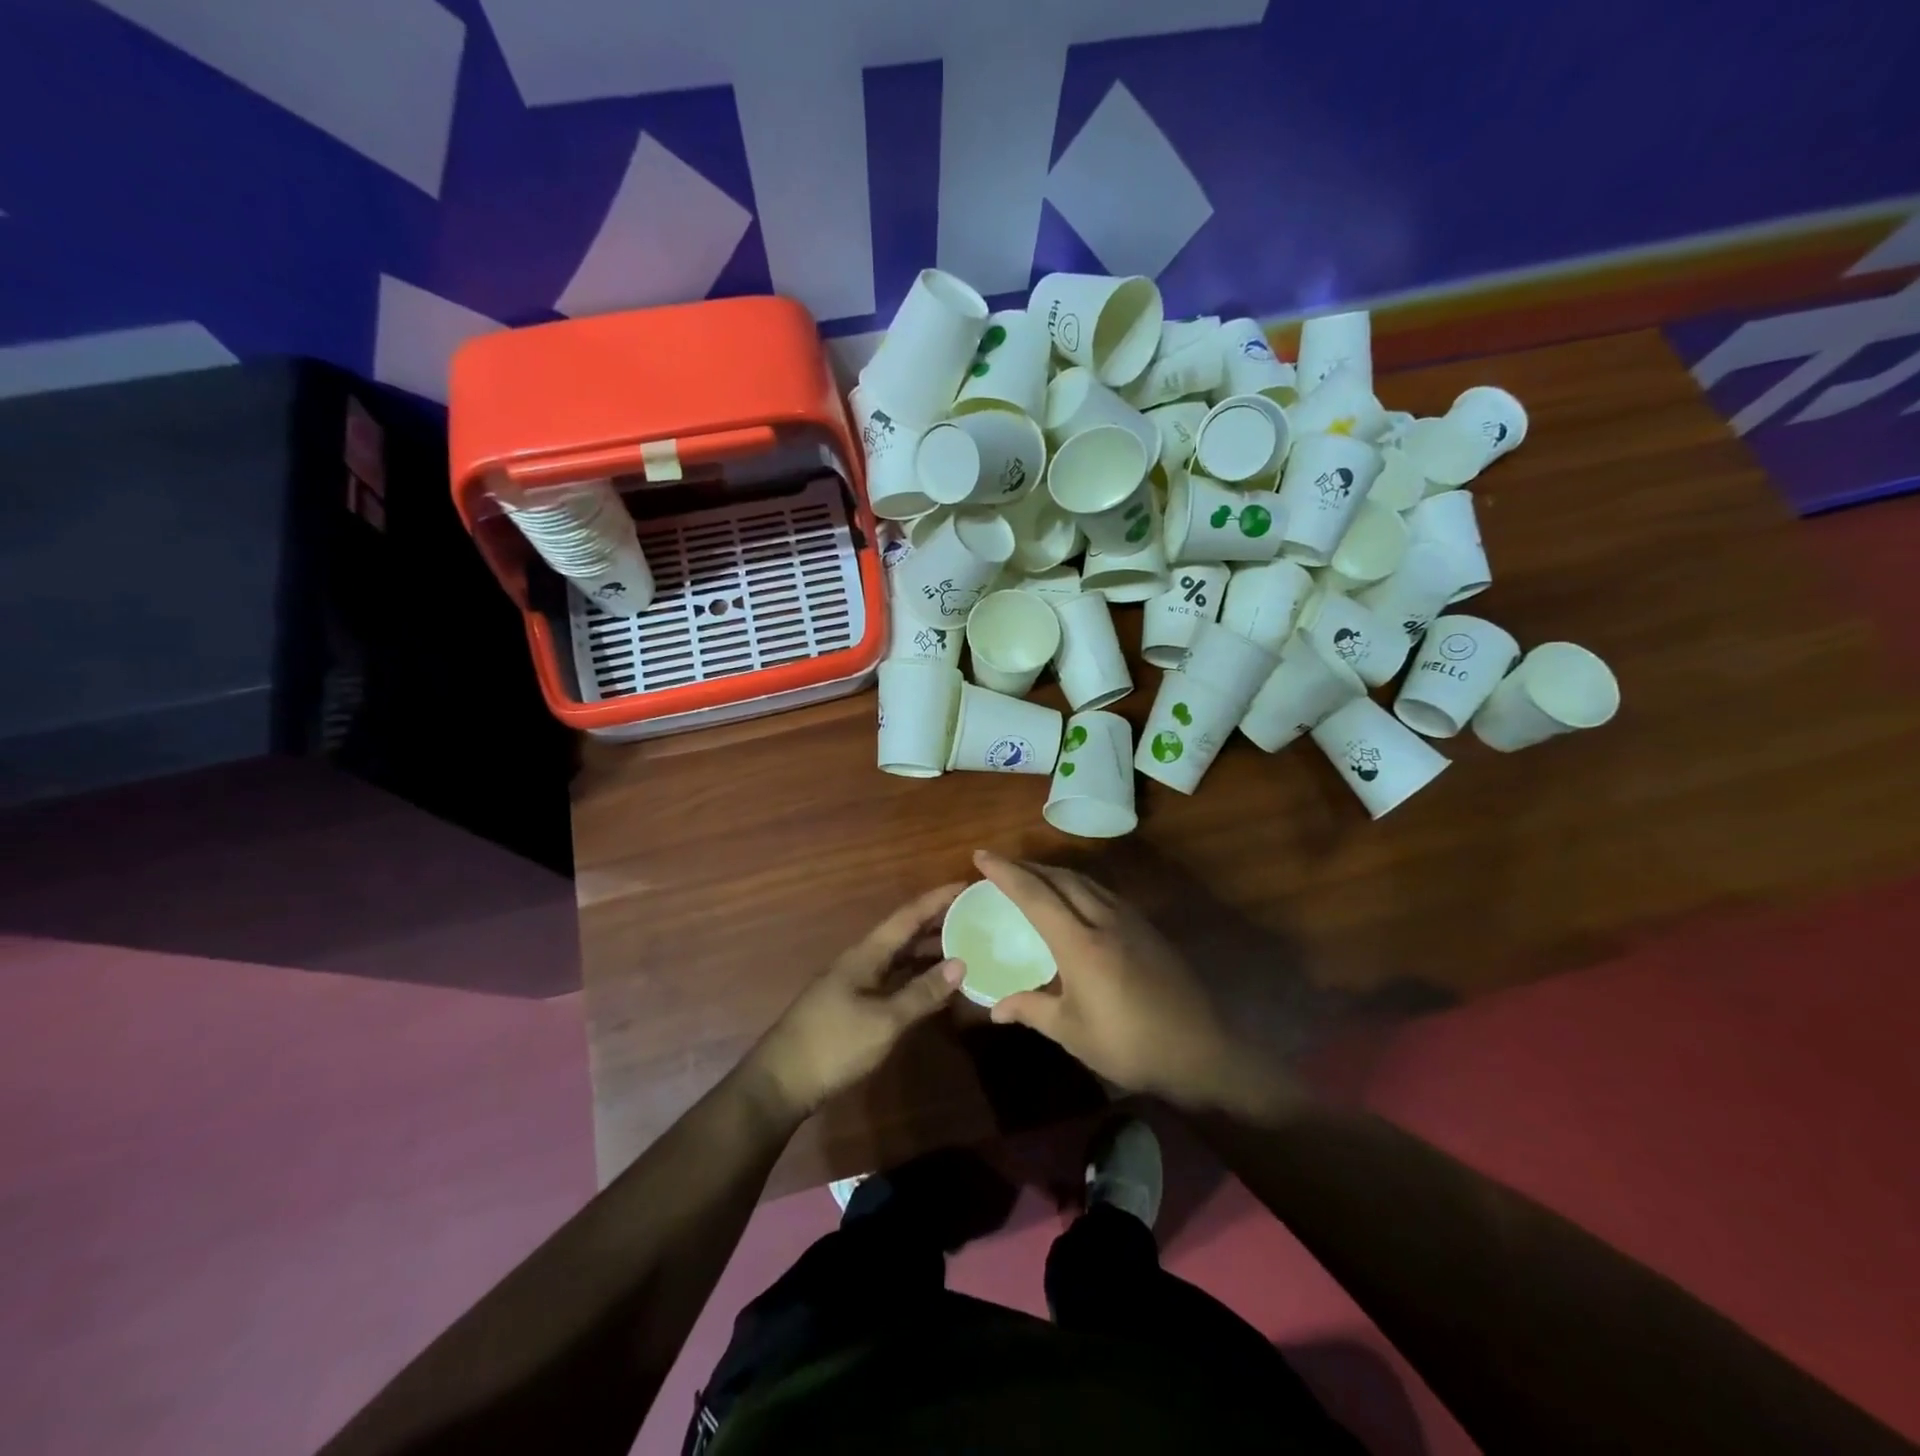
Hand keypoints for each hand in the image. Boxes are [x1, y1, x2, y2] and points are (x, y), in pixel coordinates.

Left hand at [748, 882, 968, 1119]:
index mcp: (866, 954)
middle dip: (937, 922)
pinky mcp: (854, 1006)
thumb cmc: (834, 1044)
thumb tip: (961, 963)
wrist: (782, 1082)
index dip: (937, 899)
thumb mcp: (884, 1021)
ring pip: (899, 958)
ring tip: (965, 947)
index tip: (966, 885)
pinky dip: (916, 978)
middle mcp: (861, 961)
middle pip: (903, 934)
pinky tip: (936, 987)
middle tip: (974, 916)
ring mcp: (856, 984)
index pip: (907, 916)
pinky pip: (893, 980)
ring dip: (929, 951)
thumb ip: (922, 992)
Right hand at [976, 851, 1295, 1118]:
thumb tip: (995, 1008)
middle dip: (1027, 866)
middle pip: (1060, 877)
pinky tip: (1073, 899)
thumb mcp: (1073, 1033)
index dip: (1006, 872)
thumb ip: (1032, 1010)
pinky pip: (1102, 892)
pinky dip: (1077, 885)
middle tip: (999, 865)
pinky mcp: (1146, 928)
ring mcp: (1129, 920)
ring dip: (1053, 872)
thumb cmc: (1130, 1044)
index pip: (1035, 894)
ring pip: (1084, 881)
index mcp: (1079, 942)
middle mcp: (1103, 919)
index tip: (981, 856)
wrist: (1202, 1048)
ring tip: (1031, 877)